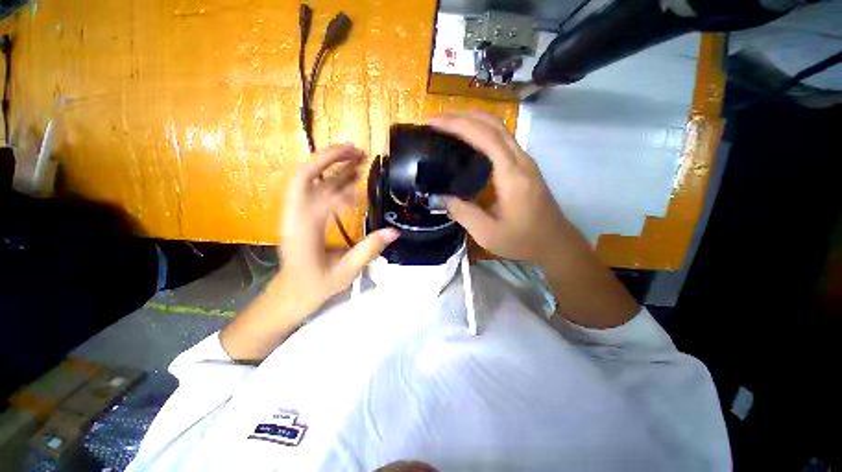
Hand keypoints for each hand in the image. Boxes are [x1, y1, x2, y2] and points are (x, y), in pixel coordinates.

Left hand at [221, 144, 399, 361]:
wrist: (291, 293)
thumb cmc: (317, 285)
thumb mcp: (346, 272)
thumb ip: (369, 250)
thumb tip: (394, 232)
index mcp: (303, 231)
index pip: (320, 197)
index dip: (343, 190)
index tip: (362, 191)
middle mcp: (294, 216)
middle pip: (305, 175)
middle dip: (329, 158)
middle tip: (356, 151)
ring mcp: (293, 213)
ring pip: (307, 178)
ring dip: (330, 164)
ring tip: (355, 157)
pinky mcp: (298, 213)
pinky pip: (312, 189)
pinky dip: (329, 179)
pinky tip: (347, 178)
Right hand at [429, 112, 569, 265]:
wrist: (555, 243)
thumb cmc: (522, 240)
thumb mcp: (487, 234)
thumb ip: (463, 213)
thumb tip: (443, 196)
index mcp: (512, 176)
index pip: (485, 137)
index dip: (459, 125)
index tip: (435, 122)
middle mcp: (521, 161)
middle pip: (494, 125)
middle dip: (464, 116)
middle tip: (437, 120)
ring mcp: (525, 162)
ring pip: (500, 129)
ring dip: (474, 121)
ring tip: (449, 126)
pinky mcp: (525, 167)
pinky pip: (503, 140)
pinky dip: (483, 133)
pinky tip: (469, 142)